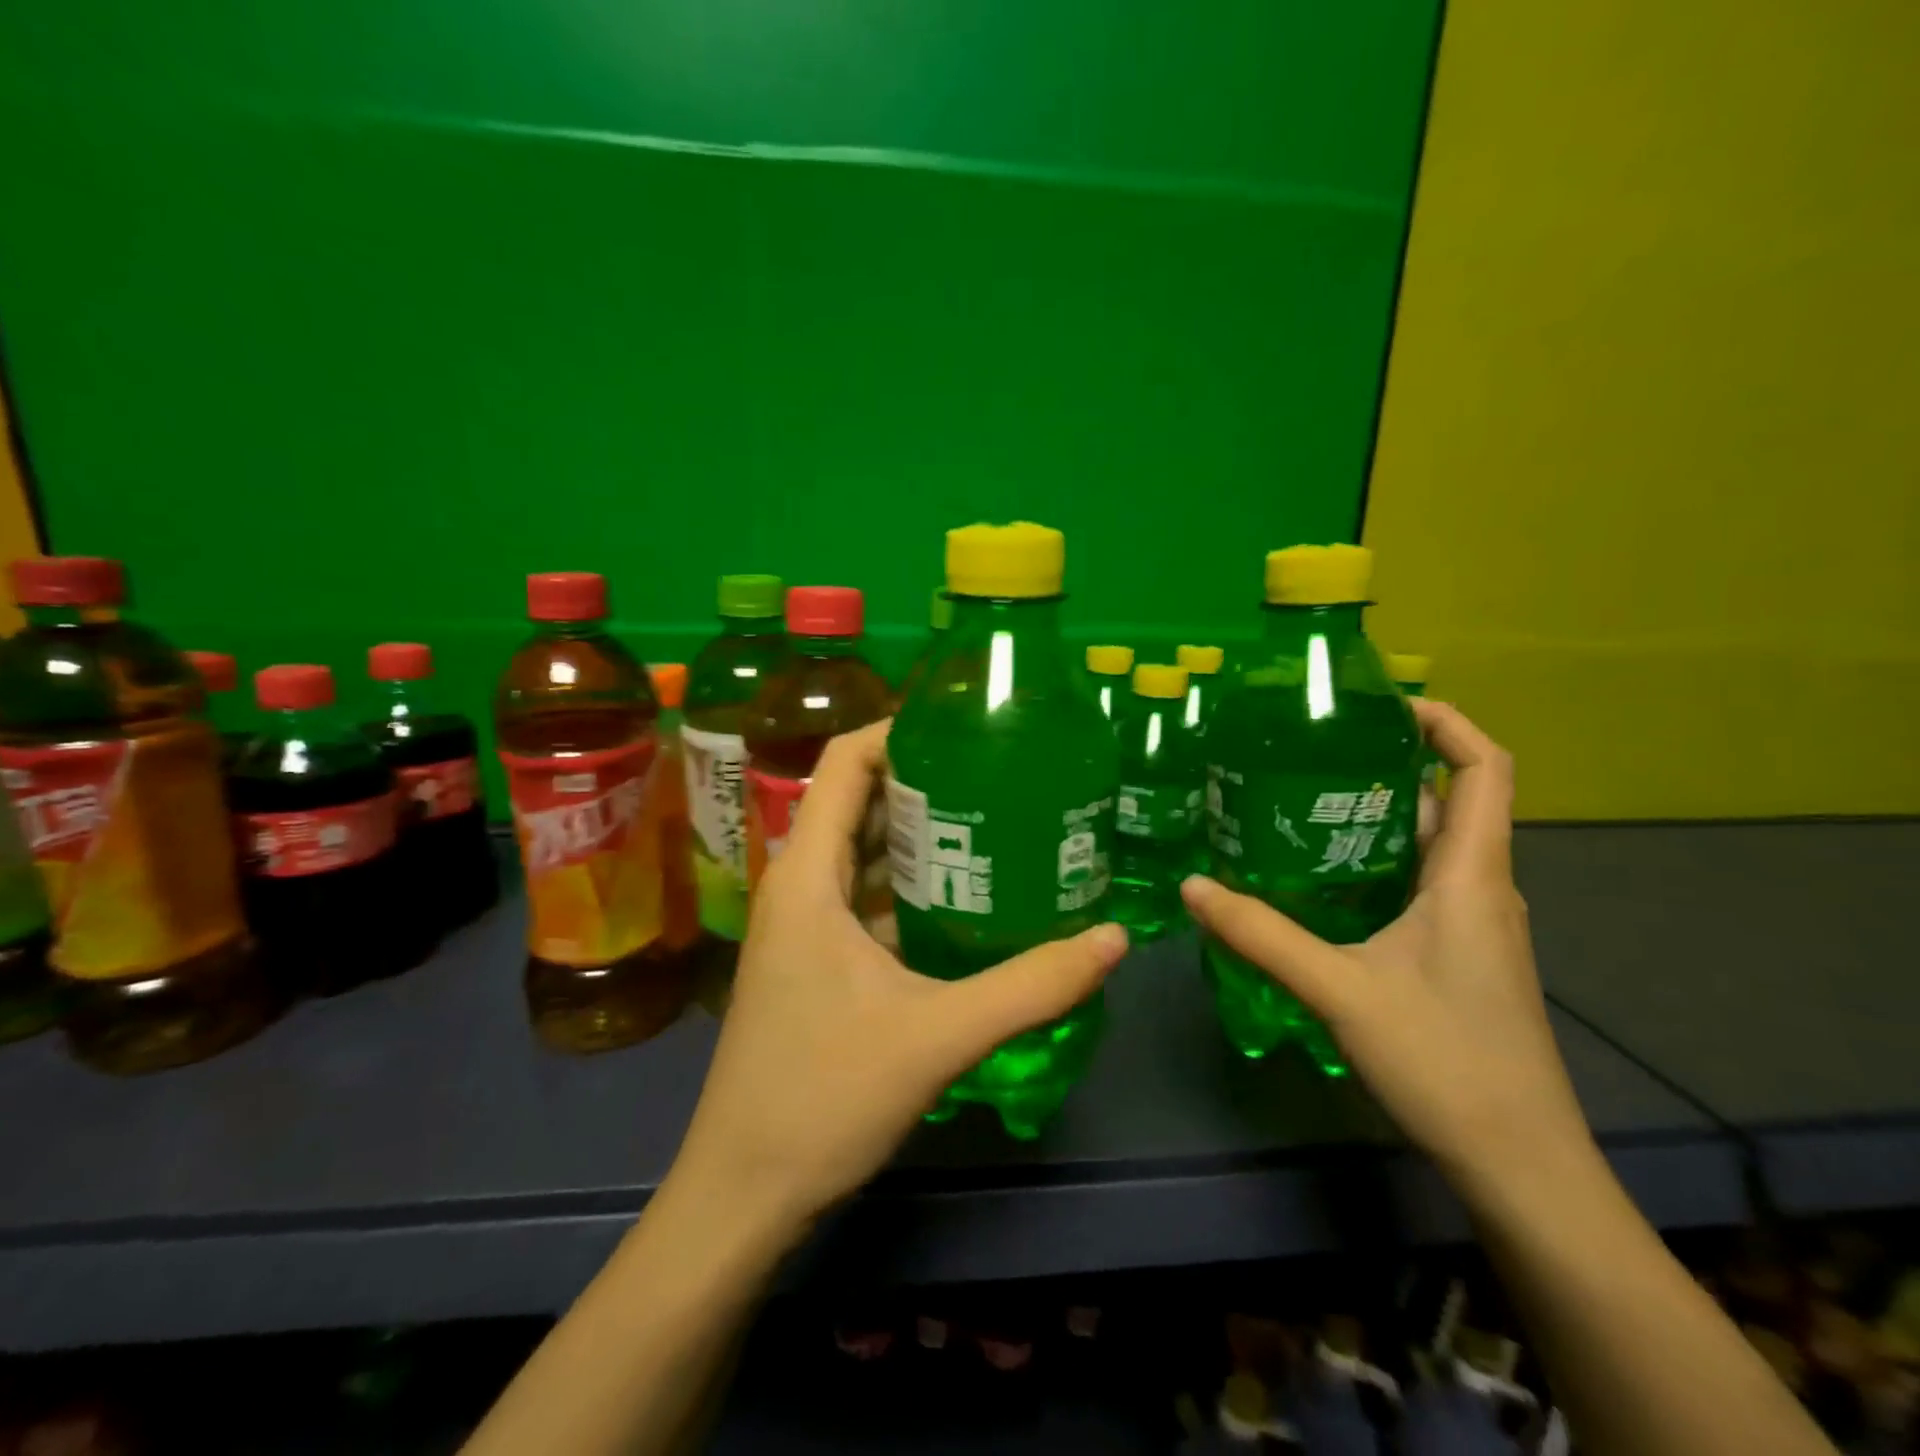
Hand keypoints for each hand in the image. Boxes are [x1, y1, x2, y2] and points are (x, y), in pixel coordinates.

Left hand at [668, 720, 1128, 1239]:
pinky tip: (966, 898)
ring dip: (918, 833)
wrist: (743, 1194)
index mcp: (807, 877)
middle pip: (856, 801)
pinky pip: (863, 897)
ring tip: (996, 820)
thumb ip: (1031, 986)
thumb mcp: (939, 1036)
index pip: (844, 764)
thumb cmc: (823, 1099)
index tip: (965, 725)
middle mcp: (798, 886)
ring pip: (861, 852)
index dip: (898, 730)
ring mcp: (802, 926)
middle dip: (923, 779)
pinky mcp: (814, 961)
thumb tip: (1114, 938)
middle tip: (1001, 770)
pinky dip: (909, 884)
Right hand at [1182, 700, 1588, 1188]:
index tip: (1382, 705)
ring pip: (1429, 845)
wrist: (1519, 1163)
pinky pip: (1420, 883)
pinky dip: (1375, 862)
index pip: (1484, 769)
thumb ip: (1261, 935)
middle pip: (1448, 800)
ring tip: (1299, 802)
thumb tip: (1191, 887)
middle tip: (1309, 751)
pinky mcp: (1458, 954)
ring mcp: (1473, 924)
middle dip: (1388, 764)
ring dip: (1376, 815)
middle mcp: (1481, 887)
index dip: (1447, 723)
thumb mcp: (1339, 990)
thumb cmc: (1446, 1061)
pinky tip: (1319, 879)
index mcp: (1470, 875)